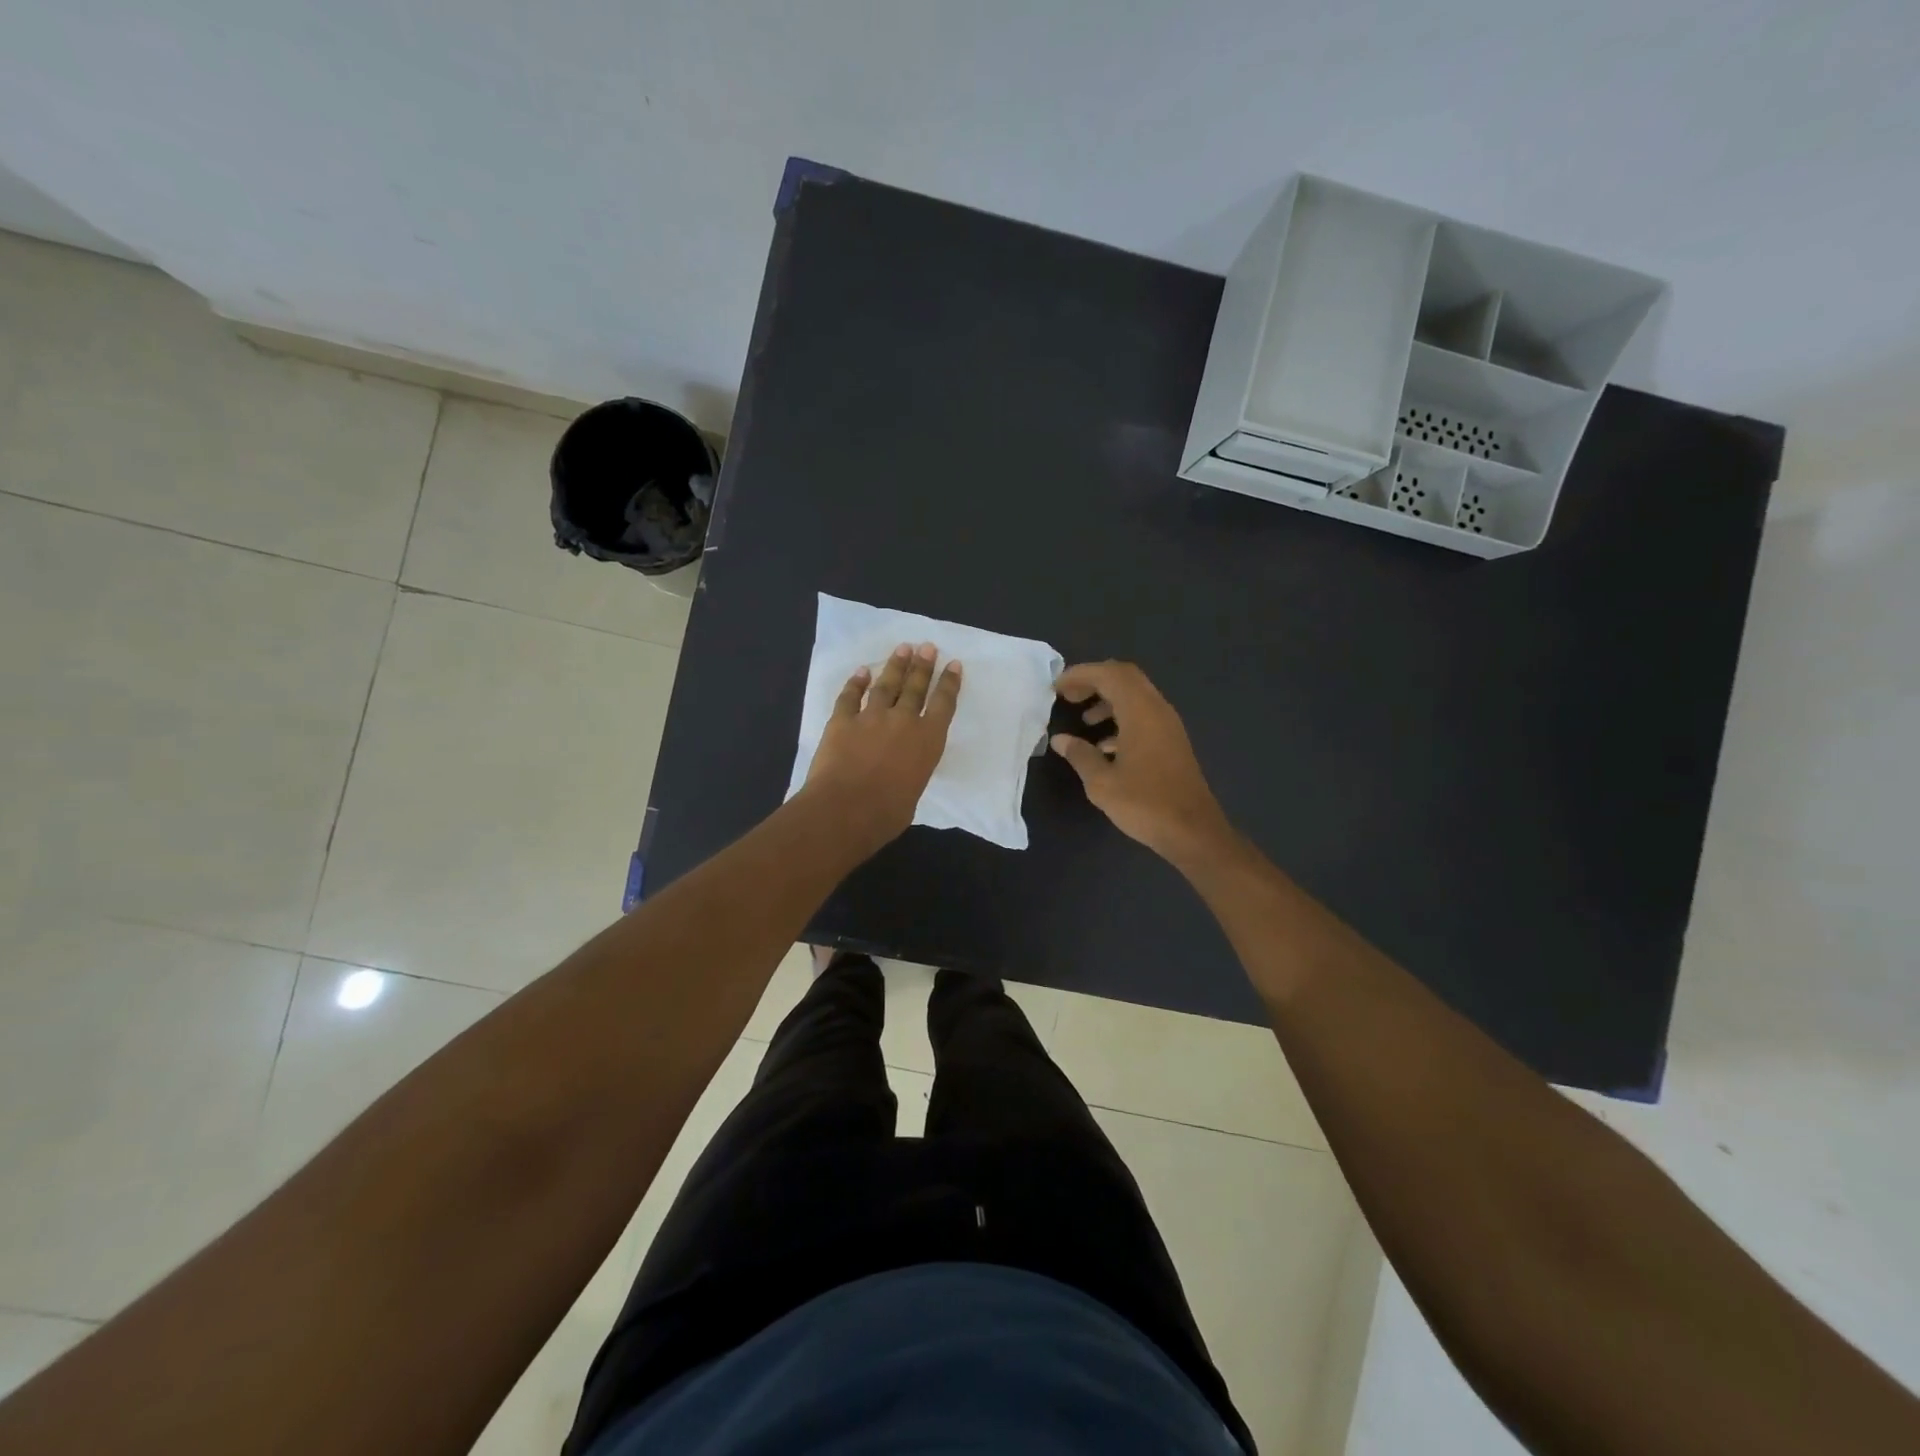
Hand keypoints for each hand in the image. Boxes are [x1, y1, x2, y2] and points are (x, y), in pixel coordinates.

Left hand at [803, 642, 961, 851]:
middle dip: (923, 665)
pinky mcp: (842, 721)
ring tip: (903, 649)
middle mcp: (903, 721)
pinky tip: (861, 671)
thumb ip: (911, 772)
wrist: (846, 809)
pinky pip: (850, 696)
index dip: (949, 683)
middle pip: (915, 687)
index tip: (953, 664)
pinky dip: (855, 682)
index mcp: (928, 740)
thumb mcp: (914, 791)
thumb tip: (901, 771)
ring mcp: (871, 717)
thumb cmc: (887, 813)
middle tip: (927, 647)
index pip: (943, 704)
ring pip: (886, 685)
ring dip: (895, 666)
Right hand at [1051, 661, 1231, 862]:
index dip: (1081, 674)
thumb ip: (1080, 755)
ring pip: (1136, 696)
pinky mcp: (1172, 742)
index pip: (1109, 674)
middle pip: (1125, 677)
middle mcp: (1158, 710)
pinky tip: (1105, 745)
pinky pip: (1144, 716)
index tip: (1056, 687)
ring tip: (1084, 719)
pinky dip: (1122, 718)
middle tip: (1068, 696)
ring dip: (1108, 700)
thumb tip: (1061, 739)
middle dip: (1094, 681)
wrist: (1193, 831)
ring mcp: (1168, 726)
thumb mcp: (1102, 783)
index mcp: (1141, 712)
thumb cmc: (1145, 804)